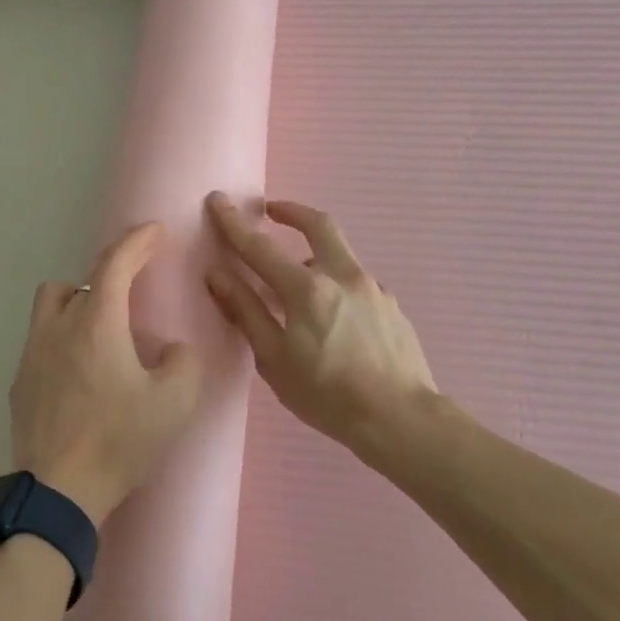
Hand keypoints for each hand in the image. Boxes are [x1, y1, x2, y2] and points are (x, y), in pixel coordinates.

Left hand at [10, 222, 201, 525]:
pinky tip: (79, 373)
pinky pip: (41, 341)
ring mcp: (32, 354)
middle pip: (77, 281)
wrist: (57, 492)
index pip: (115, 263)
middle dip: (106, 277)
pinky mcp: (19, 382)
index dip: (136, 241)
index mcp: (96, 324)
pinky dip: (62, 339)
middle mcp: (58, 327)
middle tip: (131, 294)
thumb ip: (183, 363)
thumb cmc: (118, 441)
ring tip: (100, 331)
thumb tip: (170, 348)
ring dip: (77, 305)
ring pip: (51, 306)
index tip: (154, 231)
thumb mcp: (174, 404)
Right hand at [204, 192, 439, 457]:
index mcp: (306, 289)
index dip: (234, 223)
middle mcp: (342, 276)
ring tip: (296, 288)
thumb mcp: (274, 359)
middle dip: (292, 211)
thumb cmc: (327, 395)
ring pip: (339, 256)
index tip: (218, 200)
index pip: (260, 247)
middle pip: (318, 225)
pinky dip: (335, 286)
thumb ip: (246, 312)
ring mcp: (373, 288)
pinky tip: (332, 319)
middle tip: (272, 210)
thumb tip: (216, 275)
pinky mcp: (392, 306)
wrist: (402, 420)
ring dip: (313, 257)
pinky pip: (356, 284)